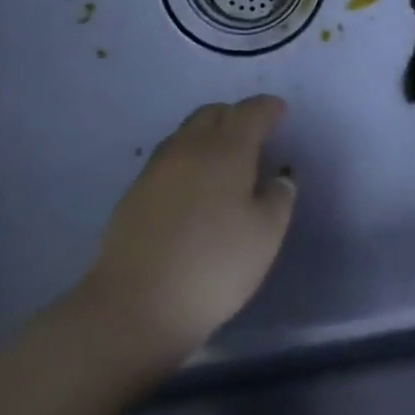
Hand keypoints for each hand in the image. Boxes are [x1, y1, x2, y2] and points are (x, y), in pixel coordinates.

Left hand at [82, 96, 296, 366]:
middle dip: (235, 116)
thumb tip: (278, 179)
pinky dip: (188, 159)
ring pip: (186, 133)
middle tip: (254, 134)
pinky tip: (194, 187)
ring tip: (224, 159)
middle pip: (213, 114)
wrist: (134, 306)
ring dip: (209, 135)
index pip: (250, 112)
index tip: (280, 112)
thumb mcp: (266, 235)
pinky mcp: (133, 194)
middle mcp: (189, 149)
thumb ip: (278, 199)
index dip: (268, 108)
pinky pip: (168, 159)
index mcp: (226, 150)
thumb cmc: (214, 266)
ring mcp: (156, 170)